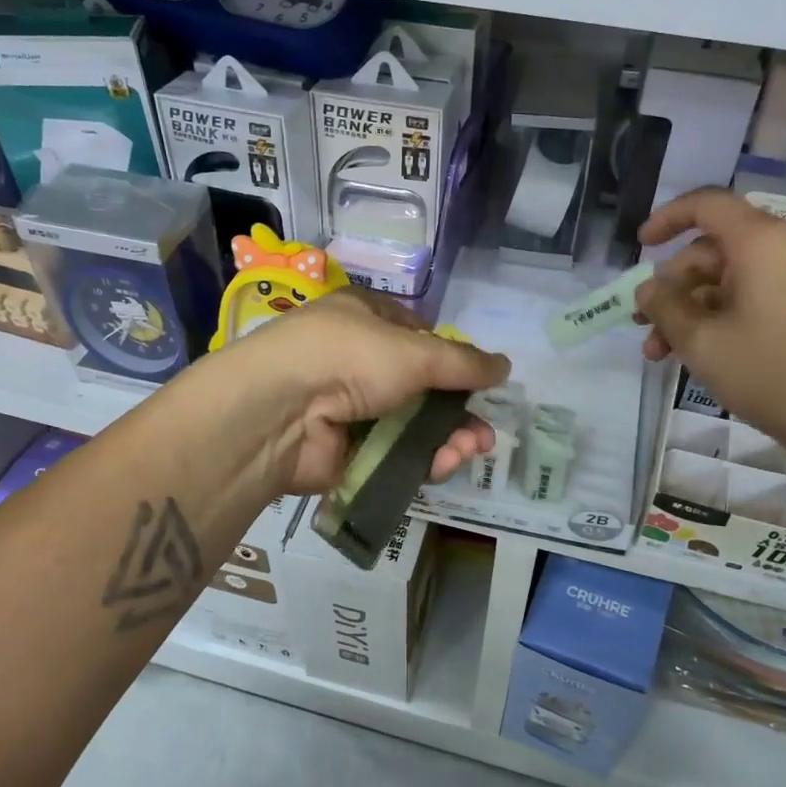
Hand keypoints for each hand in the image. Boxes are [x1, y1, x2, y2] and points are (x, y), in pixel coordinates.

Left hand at [213, 288, 510, 495]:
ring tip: (468, 452)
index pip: (419, 337)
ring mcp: (349, 408)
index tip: (480, 385)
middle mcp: (356, 360)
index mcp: (365, 320)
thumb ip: (464, 362)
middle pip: (422, 388)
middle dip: (457, 412)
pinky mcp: (345, 451)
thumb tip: (506, 367)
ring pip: (411, 426)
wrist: (278, 412)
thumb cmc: (348, 358)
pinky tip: (440, 466)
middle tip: (482, 437)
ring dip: (446, 439)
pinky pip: (393, 455)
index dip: (452, 361)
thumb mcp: (415, 351)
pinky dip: (420, 461)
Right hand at [635, 188, 785, 470]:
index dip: (667, 218)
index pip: (708, 205)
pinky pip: (754, 298)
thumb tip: (648, 289)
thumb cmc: (770, 371)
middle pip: (714, 250)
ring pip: (730, 280)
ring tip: (660, 351)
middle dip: (673, 286)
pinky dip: (720, 318)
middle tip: (643, 322)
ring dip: (690, 310)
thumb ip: (664, 306)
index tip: (641, 246)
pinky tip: (695, 354)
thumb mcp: (701, 340)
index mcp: (763, 241)